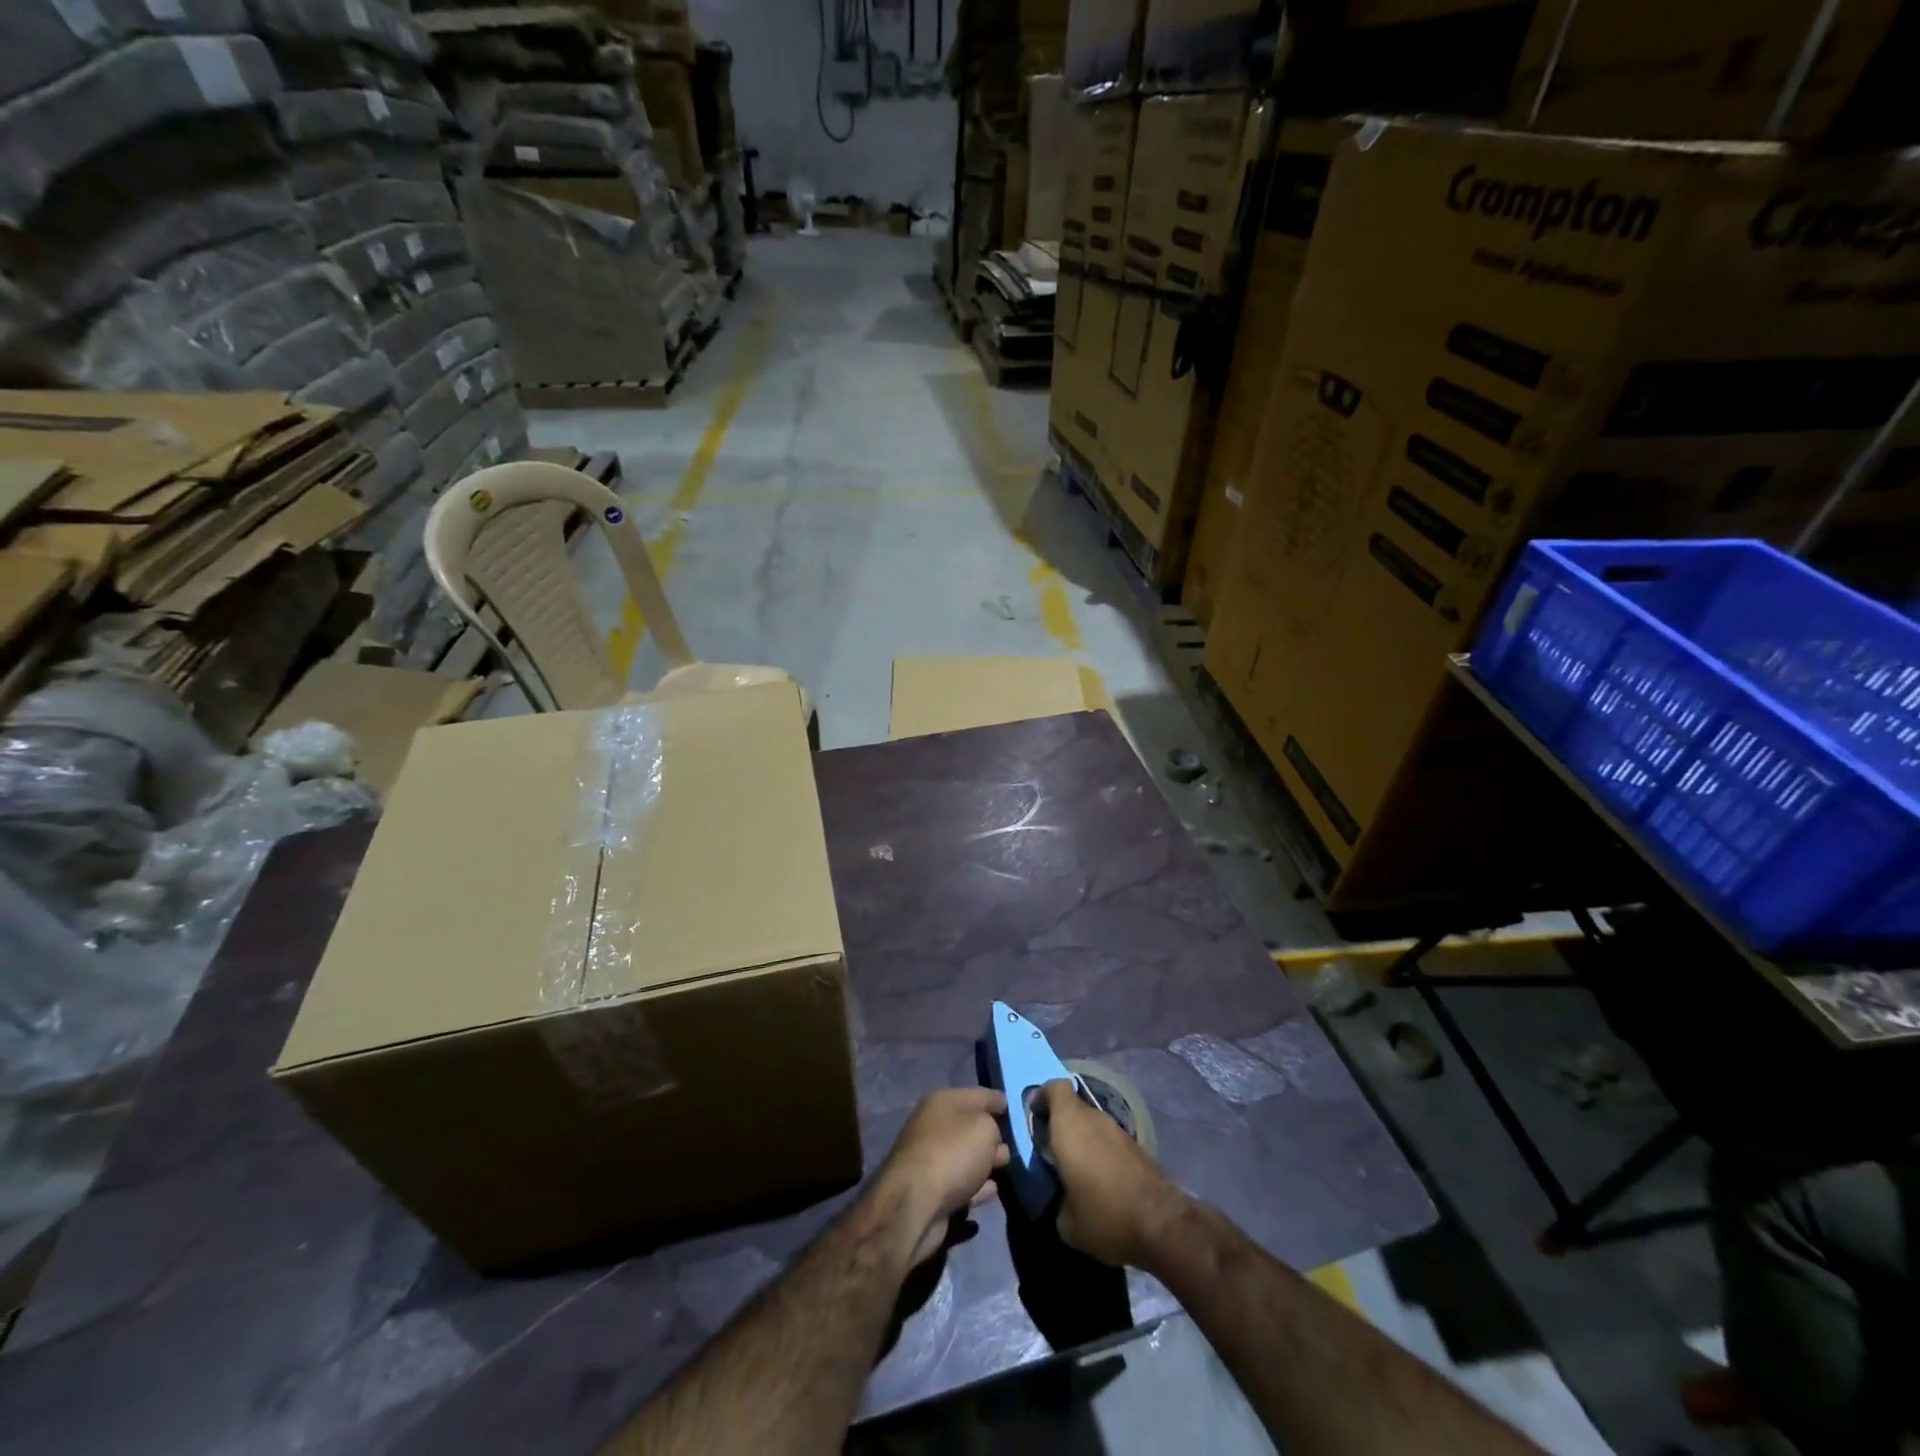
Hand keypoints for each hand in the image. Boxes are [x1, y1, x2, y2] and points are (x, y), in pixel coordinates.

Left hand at [873, 1088, 1009, 1267]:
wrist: (914, 1204)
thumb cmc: (952, 1153)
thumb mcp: (984, 1128)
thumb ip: (994, 1126)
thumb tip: (993, 1137)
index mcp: (941, 1102)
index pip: (977, 1094)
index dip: (998, 1100)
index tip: (1017, 1109)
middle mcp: (932, 1126)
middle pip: (969, 1126)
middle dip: (993, 1134)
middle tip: (1016, 1143)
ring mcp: (930, 1160)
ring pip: (965, 1156)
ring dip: (984, 1162)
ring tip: (1006, 1167)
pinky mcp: (930, 1192)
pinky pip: (961, 1184)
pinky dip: (976, 1187)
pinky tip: (992, 1191)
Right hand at [1039, 1078, 1187, 1268]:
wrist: (1162, 1224)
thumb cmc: (1104, 1215)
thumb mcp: (1066, 1222)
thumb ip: (1055, 1198)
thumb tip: (1061, 1197)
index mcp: (1070, 1125)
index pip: (1054, 1087)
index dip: (1041, 1096)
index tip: (1034, 1119)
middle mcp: (1093, 1118)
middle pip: (1071, 1105)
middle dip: (1058, 1121)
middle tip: (1050, 1149)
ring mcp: (1117, 1130)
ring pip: (1090, 1121)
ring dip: (1080, 1137)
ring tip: (1074, 1168)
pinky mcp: (1135, 1146)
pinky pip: (1106, 1137)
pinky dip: (1098, 1149)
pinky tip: (1098, 1179)